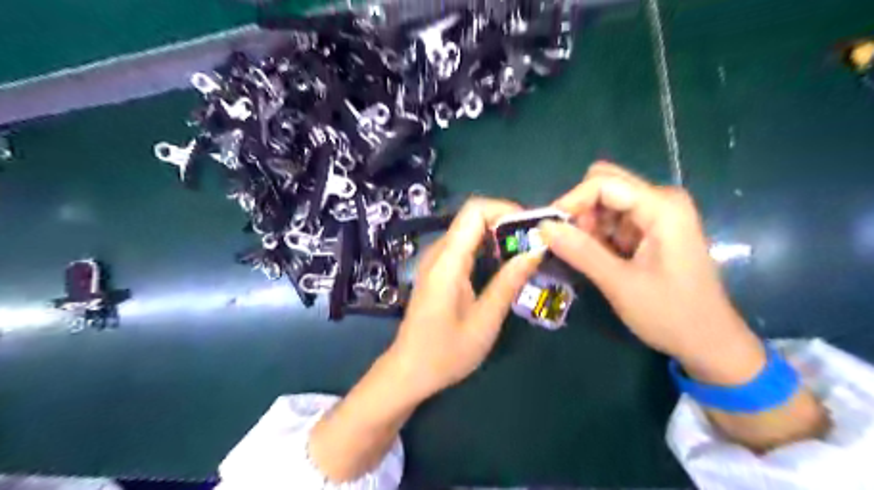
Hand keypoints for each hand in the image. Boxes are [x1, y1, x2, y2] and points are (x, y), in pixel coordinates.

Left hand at [387, 196, 544, 402]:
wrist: (409, 370)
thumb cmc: (446, 353)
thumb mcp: (485, 322)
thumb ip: (508, 283)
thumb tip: (535, 251)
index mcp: (447, 263)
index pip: (474, 211)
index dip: (505, 209)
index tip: (531, 227)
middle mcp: (438, 253)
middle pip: (472, 216)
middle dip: (506, 221)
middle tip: (534, 241)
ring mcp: (434, 260)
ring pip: (468, 229)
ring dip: (498, 233)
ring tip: (525, 252)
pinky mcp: (436, 269)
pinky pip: (463, 244)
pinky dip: (486, 245)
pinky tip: (503, 264)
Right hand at [540, 163, 766, 384]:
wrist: (709, 342)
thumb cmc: (671, 314)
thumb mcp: (620, 284)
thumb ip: (581, 251)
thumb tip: (543, 226)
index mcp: (662, 207)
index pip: (604, 184)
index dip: (571, 201)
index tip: (547, 229)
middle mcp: (661, 201)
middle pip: (605, 186)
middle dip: (579, 210)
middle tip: (566, 242)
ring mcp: (658, 214)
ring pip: (606, 202)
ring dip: (587, 225)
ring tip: (582, 256)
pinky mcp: (653, 229)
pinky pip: (614, 219)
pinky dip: (598, 235)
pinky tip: (597, 258)